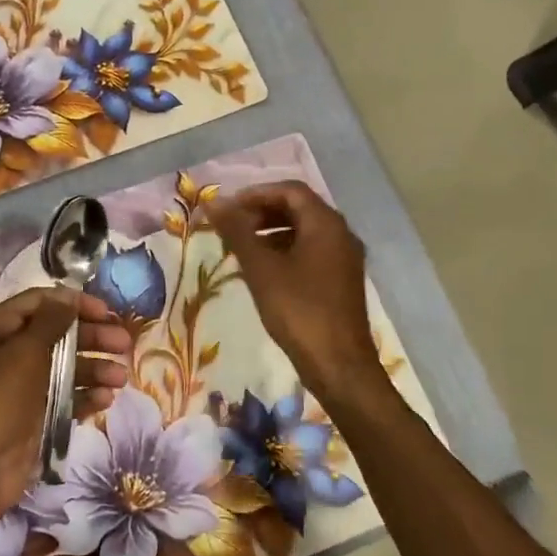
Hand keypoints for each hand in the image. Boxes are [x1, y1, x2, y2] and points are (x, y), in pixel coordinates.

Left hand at [0, 287, 130, 522]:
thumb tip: (67, 297)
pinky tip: (105, 399)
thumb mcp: (24, 352)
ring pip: (65, 367)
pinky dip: (85, 396)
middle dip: (92, 337)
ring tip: (120, 378)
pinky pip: (65, 397)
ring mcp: (23, 385)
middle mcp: (9, 351)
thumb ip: (50, 322)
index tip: (106, 312)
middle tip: (124, 344)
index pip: (40, 302)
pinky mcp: (35, 414)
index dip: (74, 304)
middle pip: (58, 334)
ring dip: (94, 369)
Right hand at [212, 182, 385, 406]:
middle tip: (231, 227)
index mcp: (326, 224)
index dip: (256, 194)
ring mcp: (344, 258)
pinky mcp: (341, 280)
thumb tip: (212, 202)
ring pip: (304, 231)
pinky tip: (263, 271)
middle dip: (262, 212)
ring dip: (271, 232)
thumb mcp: (261, 269)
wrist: (338, 365)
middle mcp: (341, 234)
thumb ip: (236, 232)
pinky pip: (311, 251)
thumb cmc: (298, 311)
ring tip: (241, 249)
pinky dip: (285, 251)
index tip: (227, 209)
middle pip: (298, 208)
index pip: (290, 190)